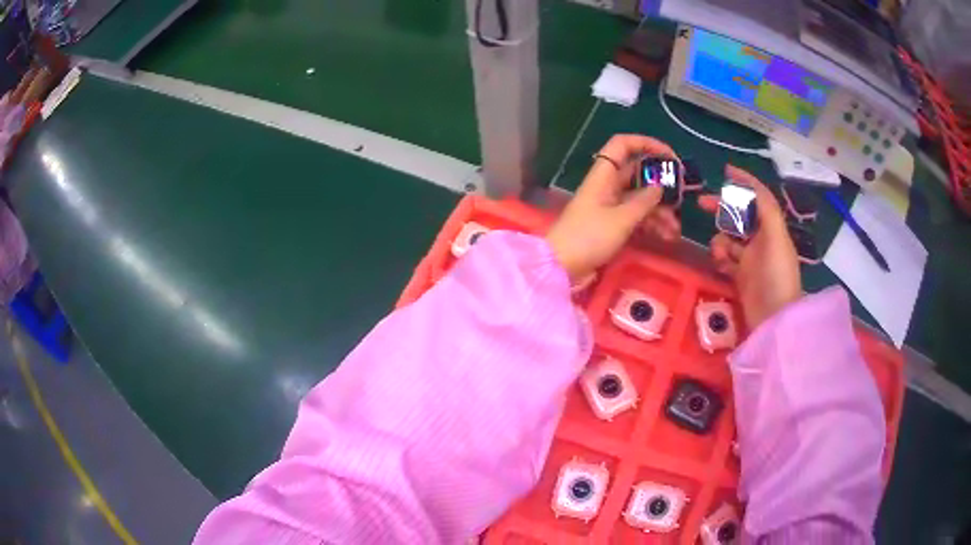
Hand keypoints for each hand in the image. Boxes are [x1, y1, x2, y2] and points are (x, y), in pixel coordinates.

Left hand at [546, 134, 680, 282]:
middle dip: (661, 185)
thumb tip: (660, 186)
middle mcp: (607, 186)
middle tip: (681, 197)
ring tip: (675, 230)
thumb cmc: (589, 237)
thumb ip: (644, 201)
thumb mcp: (621, 219)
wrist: (561, 267)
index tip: (670, 155)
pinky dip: (650, 224)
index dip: (646, 143)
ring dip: (659, 211)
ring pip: (640, 199)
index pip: (623, 145)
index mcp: (604, 175)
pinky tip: (666, 236)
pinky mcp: (611, 225)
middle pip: (638, 175)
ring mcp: (609, 206)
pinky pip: (636, 217)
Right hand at [699, 165, 801, 328]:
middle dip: (723, 207)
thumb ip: (766, 208)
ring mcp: (751, 259)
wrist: (774, 319)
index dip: (745, 181)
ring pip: (729, 237)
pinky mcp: (740, 276)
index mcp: (772, 228)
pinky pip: (725, 259)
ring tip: (720, 252)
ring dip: (720, 239)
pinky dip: (720, 257)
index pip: (758, 197)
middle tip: (702, 203)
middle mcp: (762, 240)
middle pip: (740, 215)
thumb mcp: (776, 237)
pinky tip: (720, 264)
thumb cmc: (778, 275)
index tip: (725, 170)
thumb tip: (750, 185)